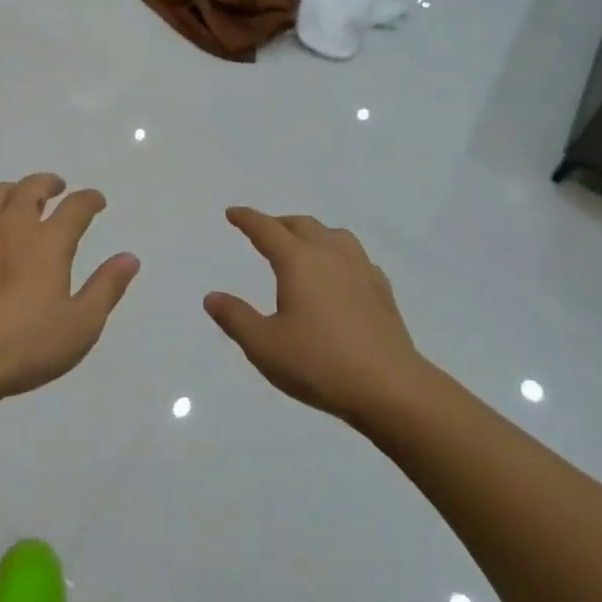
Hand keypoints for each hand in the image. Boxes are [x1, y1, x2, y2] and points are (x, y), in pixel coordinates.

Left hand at [0, 173, 140, 407]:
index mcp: (48, 241)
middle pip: (30, 188)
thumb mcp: (80, 325)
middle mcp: (12, 226)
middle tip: (56, 188)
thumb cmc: (23, 344)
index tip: (97, 201)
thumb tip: (129, 258)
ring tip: (18, 199)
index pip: (75, 207)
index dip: (89, 199)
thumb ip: (106, 288)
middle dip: (47, 183)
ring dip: (12, 191)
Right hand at [206, 208, 424, 424]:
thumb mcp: (264, 346)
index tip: (233, 213)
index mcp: (298, 261)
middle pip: (301, 225)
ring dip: (313, 233)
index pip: (266, 229)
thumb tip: (212, 297)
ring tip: (303, 246)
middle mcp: (330, 255)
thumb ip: (235, 318)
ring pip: (334, 235)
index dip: (247, 219)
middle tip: (264, 231)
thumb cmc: (319, 364)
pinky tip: (340, 275)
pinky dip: (339, 255)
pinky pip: (356, 257)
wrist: (390, 388)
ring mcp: (361, 270)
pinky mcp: (382, 290)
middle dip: (279, 223)